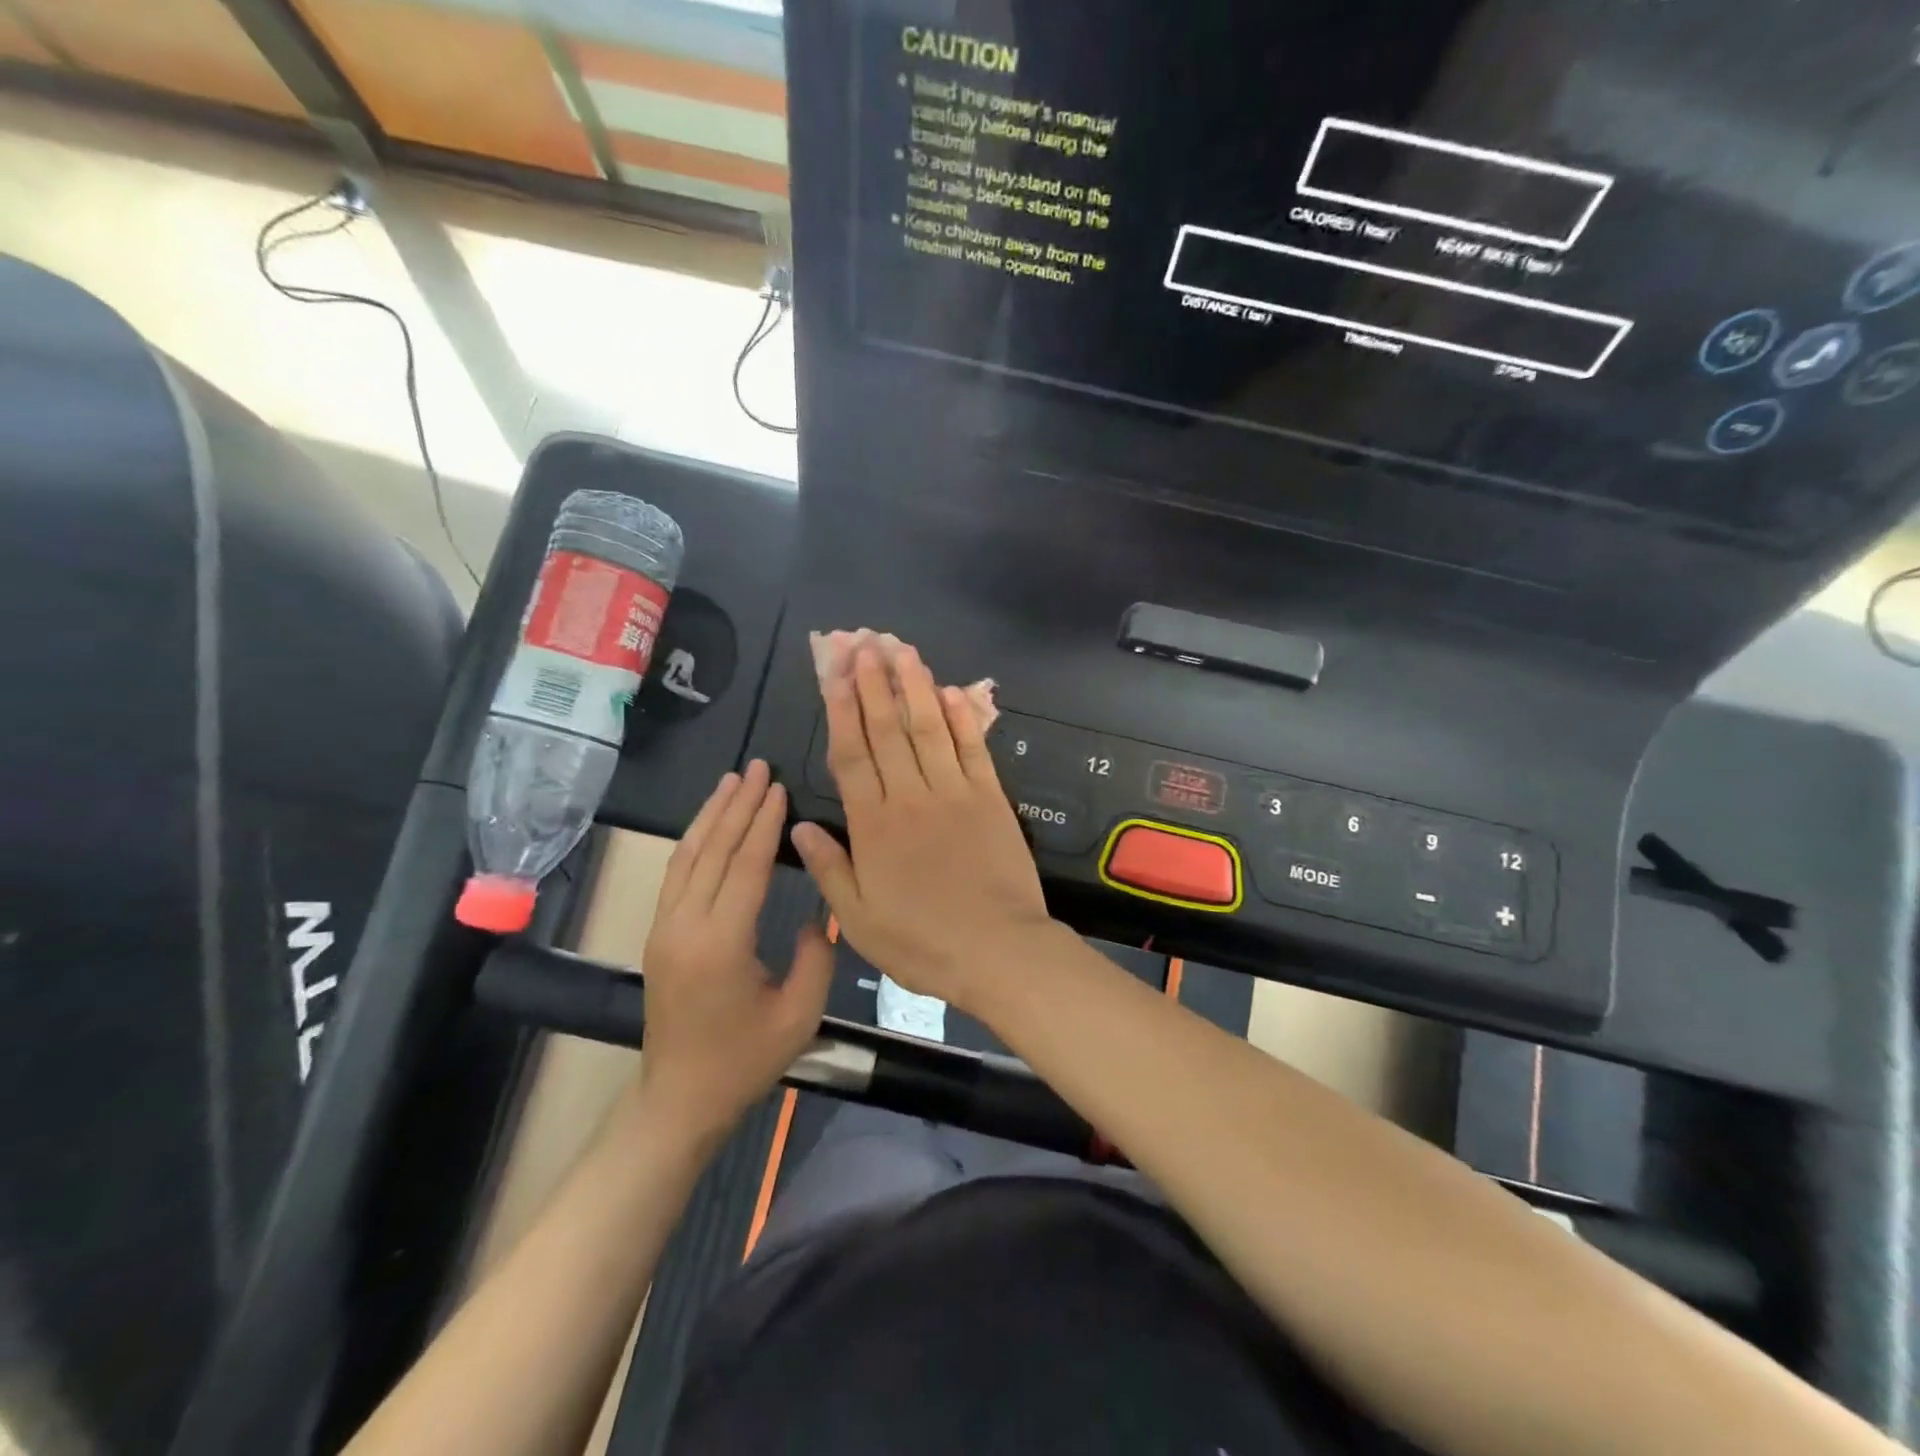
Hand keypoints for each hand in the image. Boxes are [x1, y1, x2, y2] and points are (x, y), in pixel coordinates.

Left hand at [636, 761, 833, 1141]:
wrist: (679, 1098)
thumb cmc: (744, 1061)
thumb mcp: (798, 1016)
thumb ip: (816, 957)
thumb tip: (816, 914)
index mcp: (721, 944)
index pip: (745, 867)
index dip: (763, 824)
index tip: (778, 788)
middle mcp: (685, 926)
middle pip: (714, 851)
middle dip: (738, 806)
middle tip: (757, 767)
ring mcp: (665, 928)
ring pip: (687, 856)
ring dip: (711, 815)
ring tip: (731, 781)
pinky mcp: (660, 934)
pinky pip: (677, 874)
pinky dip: (694, 840)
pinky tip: (709, 823)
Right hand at [790, 644, 1061, 1009]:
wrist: (997, 950)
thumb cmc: (922, 942)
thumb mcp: (859, 920)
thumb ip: (829, 869)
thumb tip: (798, 827)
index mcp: (874, 826)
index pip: (851, 755)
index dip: (840, 710)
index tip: (833, 673)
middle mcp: (910, 797)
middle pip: (887, 730)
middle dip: (872, 683)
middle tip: (862, 643)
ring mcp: (954, 793)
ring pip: (929, 729)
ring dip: (914, 687)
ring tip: (901, 650)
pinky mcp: (990, 798)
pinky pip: (973, 749)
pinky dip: (961, 718)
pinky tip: (949, 691)